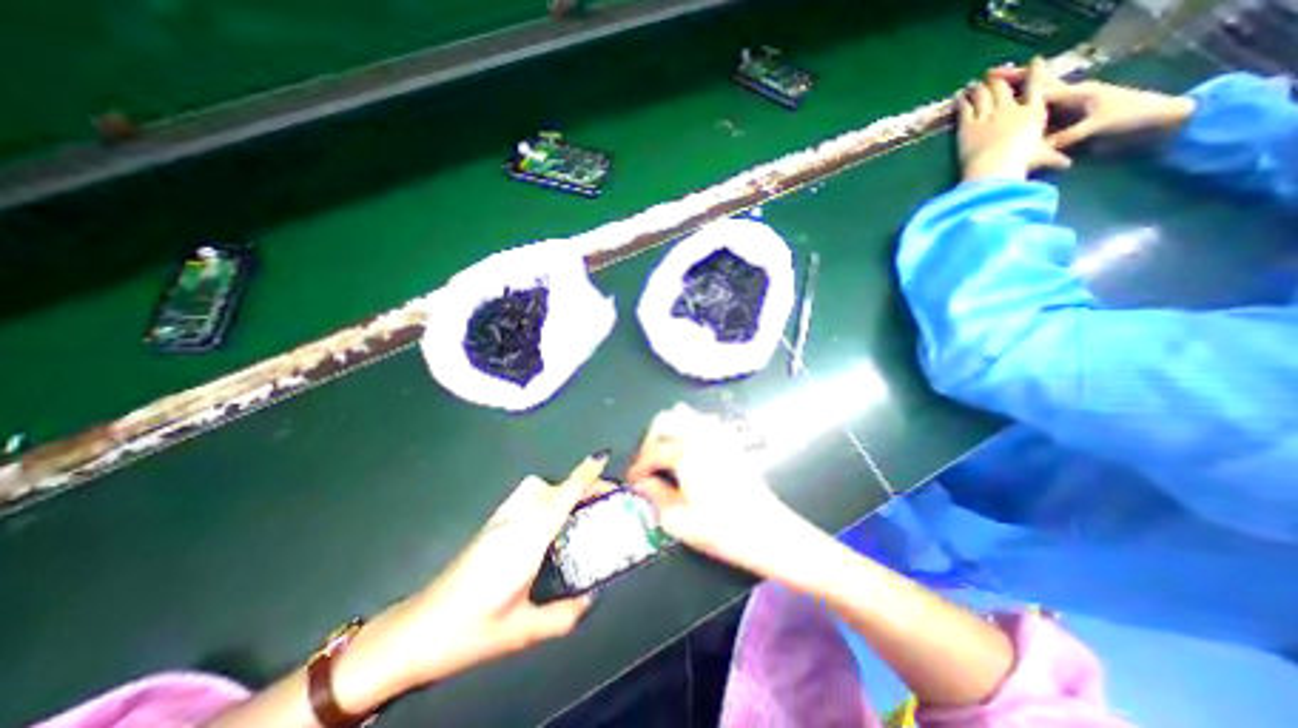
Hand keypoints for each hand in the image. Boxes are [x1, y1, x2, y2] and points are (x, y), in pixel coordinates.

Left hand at [338, 455, 613, 711]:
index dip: (585, 474)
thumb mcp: (522, 630)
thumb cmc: (470, 629)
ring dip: (560, 490)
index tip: (604, 458)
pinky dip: (545, 498)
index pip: (563, 495)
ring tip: (576, 513)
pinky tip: (546, 524)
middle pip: (551, 485)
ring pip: (536, 487)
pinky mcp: (491, 524)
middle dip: (578, 484)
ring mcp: (500, 518)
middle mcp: (515, 519)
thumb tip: (591, 599)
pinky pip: (525, 497)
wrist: (416, 631)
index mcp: (527, 539)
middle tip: (599, 502)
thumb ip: (563, 615)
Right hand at [626, 403, 796, 579]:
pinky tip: (689, 448)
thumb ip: (655, 496)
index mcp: (684, 453)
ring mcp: (717, 435)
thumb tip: (641, 483)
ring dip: (669, 429)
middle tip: (648, 465)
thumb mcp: (678, 520)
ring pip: (685, 415)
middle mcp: (699, 436)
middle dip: (650, 440)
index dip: (637, 468)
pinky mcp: (731, 440)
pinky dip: (690, 427)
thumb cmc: (722, 530)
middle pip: (665, 421)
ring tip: (665, 454)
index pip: (651, 453)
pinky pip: (704, 421)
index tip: (632, 482)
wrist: (769, 532)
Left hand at [955, 53, 1069, 182]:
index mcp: (1033, 112)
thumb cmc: (1020, 163)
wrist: (993, 167)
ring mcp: (988, 115)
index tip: (1034, 61)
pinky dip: (962, 102)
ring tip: (974, 85)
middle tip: (992, 75)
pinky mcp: (967, 125)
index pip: (1037, 85)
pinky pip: (965, 109)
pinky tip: (959, 98)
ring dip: (978, 88)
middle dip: (998, 81)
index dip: (1035, 71)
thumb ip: (1052, 158)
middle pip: (1004, 88)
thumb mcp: (1040, 158)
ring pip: (983, 96)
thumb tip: (1066, 165)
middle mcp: (1010, 109)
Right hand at [997, 59, 1194, 149]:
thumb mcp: (1099, 126)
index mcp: (1072, 95)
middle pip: (1030, 90)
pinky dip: (1018, 119)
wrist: (1157, 125)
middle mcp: (1065, 100)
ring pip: (1030, 104)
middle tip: (985, 80)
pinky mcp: (1064, 126)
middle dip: (1009, 85)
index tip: (993, 76)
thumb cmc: (1131, 118)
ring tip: (988, 99)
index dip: (1014, 81)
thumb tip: (1042, 149)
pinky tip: (1004, 121)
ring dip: (1010, 101)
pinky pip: (1035, 121)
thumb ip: (1069, 136)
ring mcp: (1064, 113)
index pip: (1035, 87)